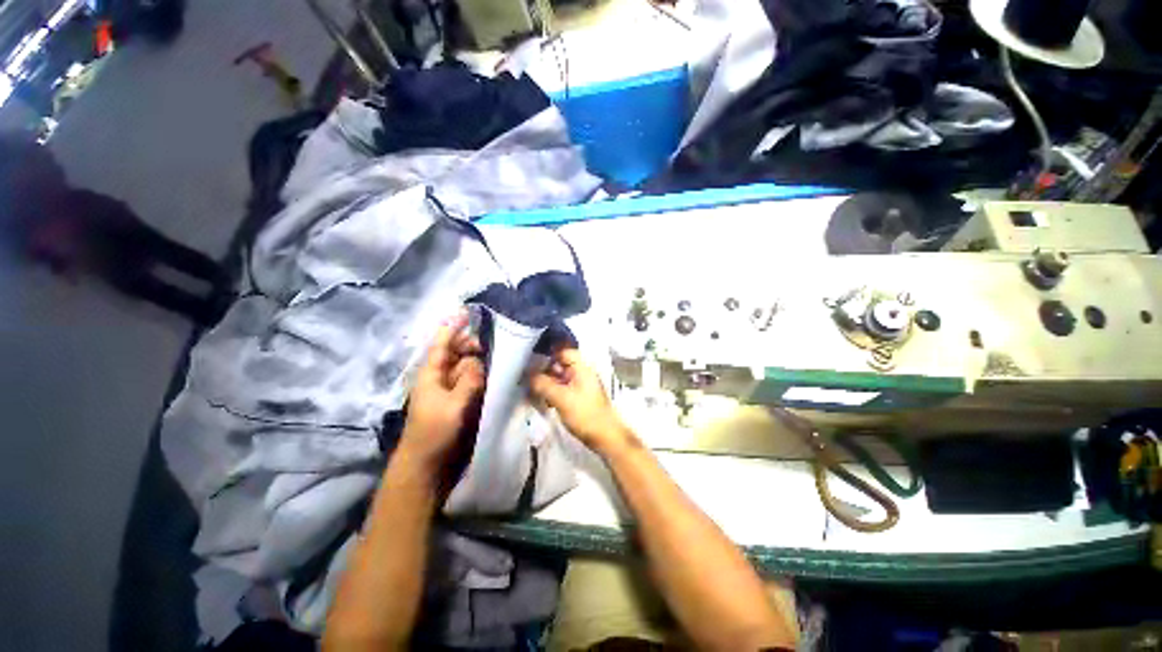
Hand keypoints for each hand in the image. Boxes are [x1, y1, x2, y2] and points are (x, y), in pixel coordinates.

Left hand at [398, 311, 485, 473]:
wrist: (426, 463)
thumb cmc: (434, 432)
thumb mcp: (453, 405)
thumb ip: (468, 381)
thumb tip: (479, 362)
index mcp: (431, 374)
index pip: (441, 344)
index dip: (451, 328)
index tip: (465, 313)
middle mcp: (440, 376)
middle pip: (456, 353)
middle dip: (471, 345)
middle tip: (492, 346)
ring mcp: (449, 388)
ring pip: (465, 366)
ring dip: (478, 361)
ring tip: (496, 359)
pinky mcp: (458, 399)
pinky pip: (470, 380)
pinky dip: (480, 375)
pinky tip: (492, 374)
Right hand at [530, 348, 635, 455]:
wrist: (605, 436)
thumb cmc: (585, 414)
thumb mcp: (561, 398)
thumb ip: (543, 384)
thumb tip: (528, 375)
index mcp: (581, 367)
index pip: (563, 351)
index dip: (547, 354)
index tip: (531, 360)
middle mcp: (582, 373)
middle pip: (560, 364)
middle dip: (544, 370)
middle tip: (527, 377)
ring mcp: (582, 385)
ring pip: (560, 377)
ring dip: (547, 382)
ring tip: (531, 389)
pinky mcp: (579, 398)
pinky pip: (563, 389)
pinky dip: (552, 392)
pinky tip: (542, 400)